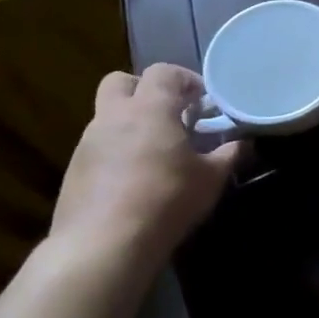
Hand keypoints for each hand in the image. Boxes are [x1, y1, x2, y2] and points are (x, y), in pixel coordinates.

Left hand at [50, 65, 241, 266]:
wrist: (103, 245)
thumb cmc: (165, 200)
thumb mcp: (210, 179)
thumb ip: (229, 155)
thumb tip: (244, 143)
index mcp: (150, 109)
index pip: (163, 72)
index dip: (185, 79)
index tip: (202, 100)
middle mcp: (114, 117)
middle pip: (121, 82)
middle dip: (145, 90)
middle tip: (170, 113)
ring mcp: (88, 143)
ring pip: (108, 115)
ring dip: (131, 122)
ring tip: (156, 150)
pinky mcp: (74, 170)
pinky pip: (99, 145)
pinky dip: (117, 149)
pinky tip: (135, 177)